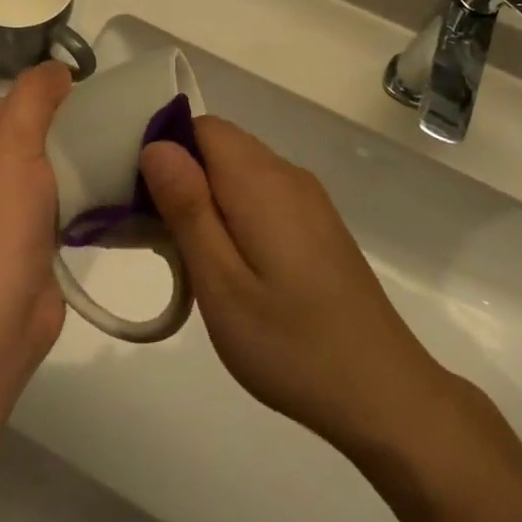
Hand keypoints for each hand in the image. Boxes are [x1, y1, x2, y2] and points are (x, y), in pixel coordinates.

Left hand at [0, 63, 71, 358]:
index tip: (58, 123)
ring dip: (51, 170)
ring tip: (79, 174)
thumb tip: (57, 70)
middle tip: (74, 147)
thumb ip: (36, 92)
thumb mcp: (16, 139)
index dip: (22, 105)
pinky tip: (78, 204)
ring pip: (19, 171)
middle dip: (42, 137)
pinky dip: (52, 201)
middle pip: (3, 136)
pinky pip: (27, 205)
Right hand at [140, 118, 467, 457]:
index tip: (138, 198)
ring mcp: (309, 200)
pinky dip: (234, 212)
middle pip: (220, 146)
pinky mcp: (318, 225)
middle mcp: (288, 175)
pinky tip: (229, 265)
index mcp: (261, 180)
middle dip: (181, 176)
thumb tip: (157, 146)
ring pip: (240, 171)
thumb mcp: (221, 283)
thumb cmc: (291, 344)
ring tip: (187, 256)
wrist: (383, 394)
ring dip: (206, 197)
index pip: (201, 128)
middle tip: (156, 235)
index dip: (164, 150)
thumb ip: (187, 208)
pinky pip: (263, 195)